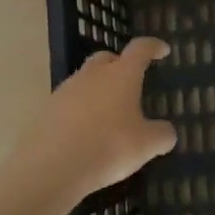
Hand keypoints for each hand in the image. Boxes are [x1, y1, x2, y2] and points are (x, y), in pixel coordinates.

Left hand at [7, 37, 177, 203]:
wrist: (51, 167)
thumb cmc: (108, 147)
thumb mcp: (147, 145)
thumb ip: (162, 135)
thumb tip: (167, 132)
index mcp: (121, 75)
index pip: (140, 49)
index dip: (153, 46)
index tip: (162, 49)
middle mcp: (93, 75)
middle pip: (107, 58)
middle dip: (120, 64)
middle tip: (131, 81)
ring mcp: (66, 90)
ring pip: (86, 80)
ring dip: (99, 89)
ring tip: (109, 114)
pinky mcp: (47, 109)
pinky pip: (70, 102)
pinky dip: (81, 110)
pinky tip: (86, 132)